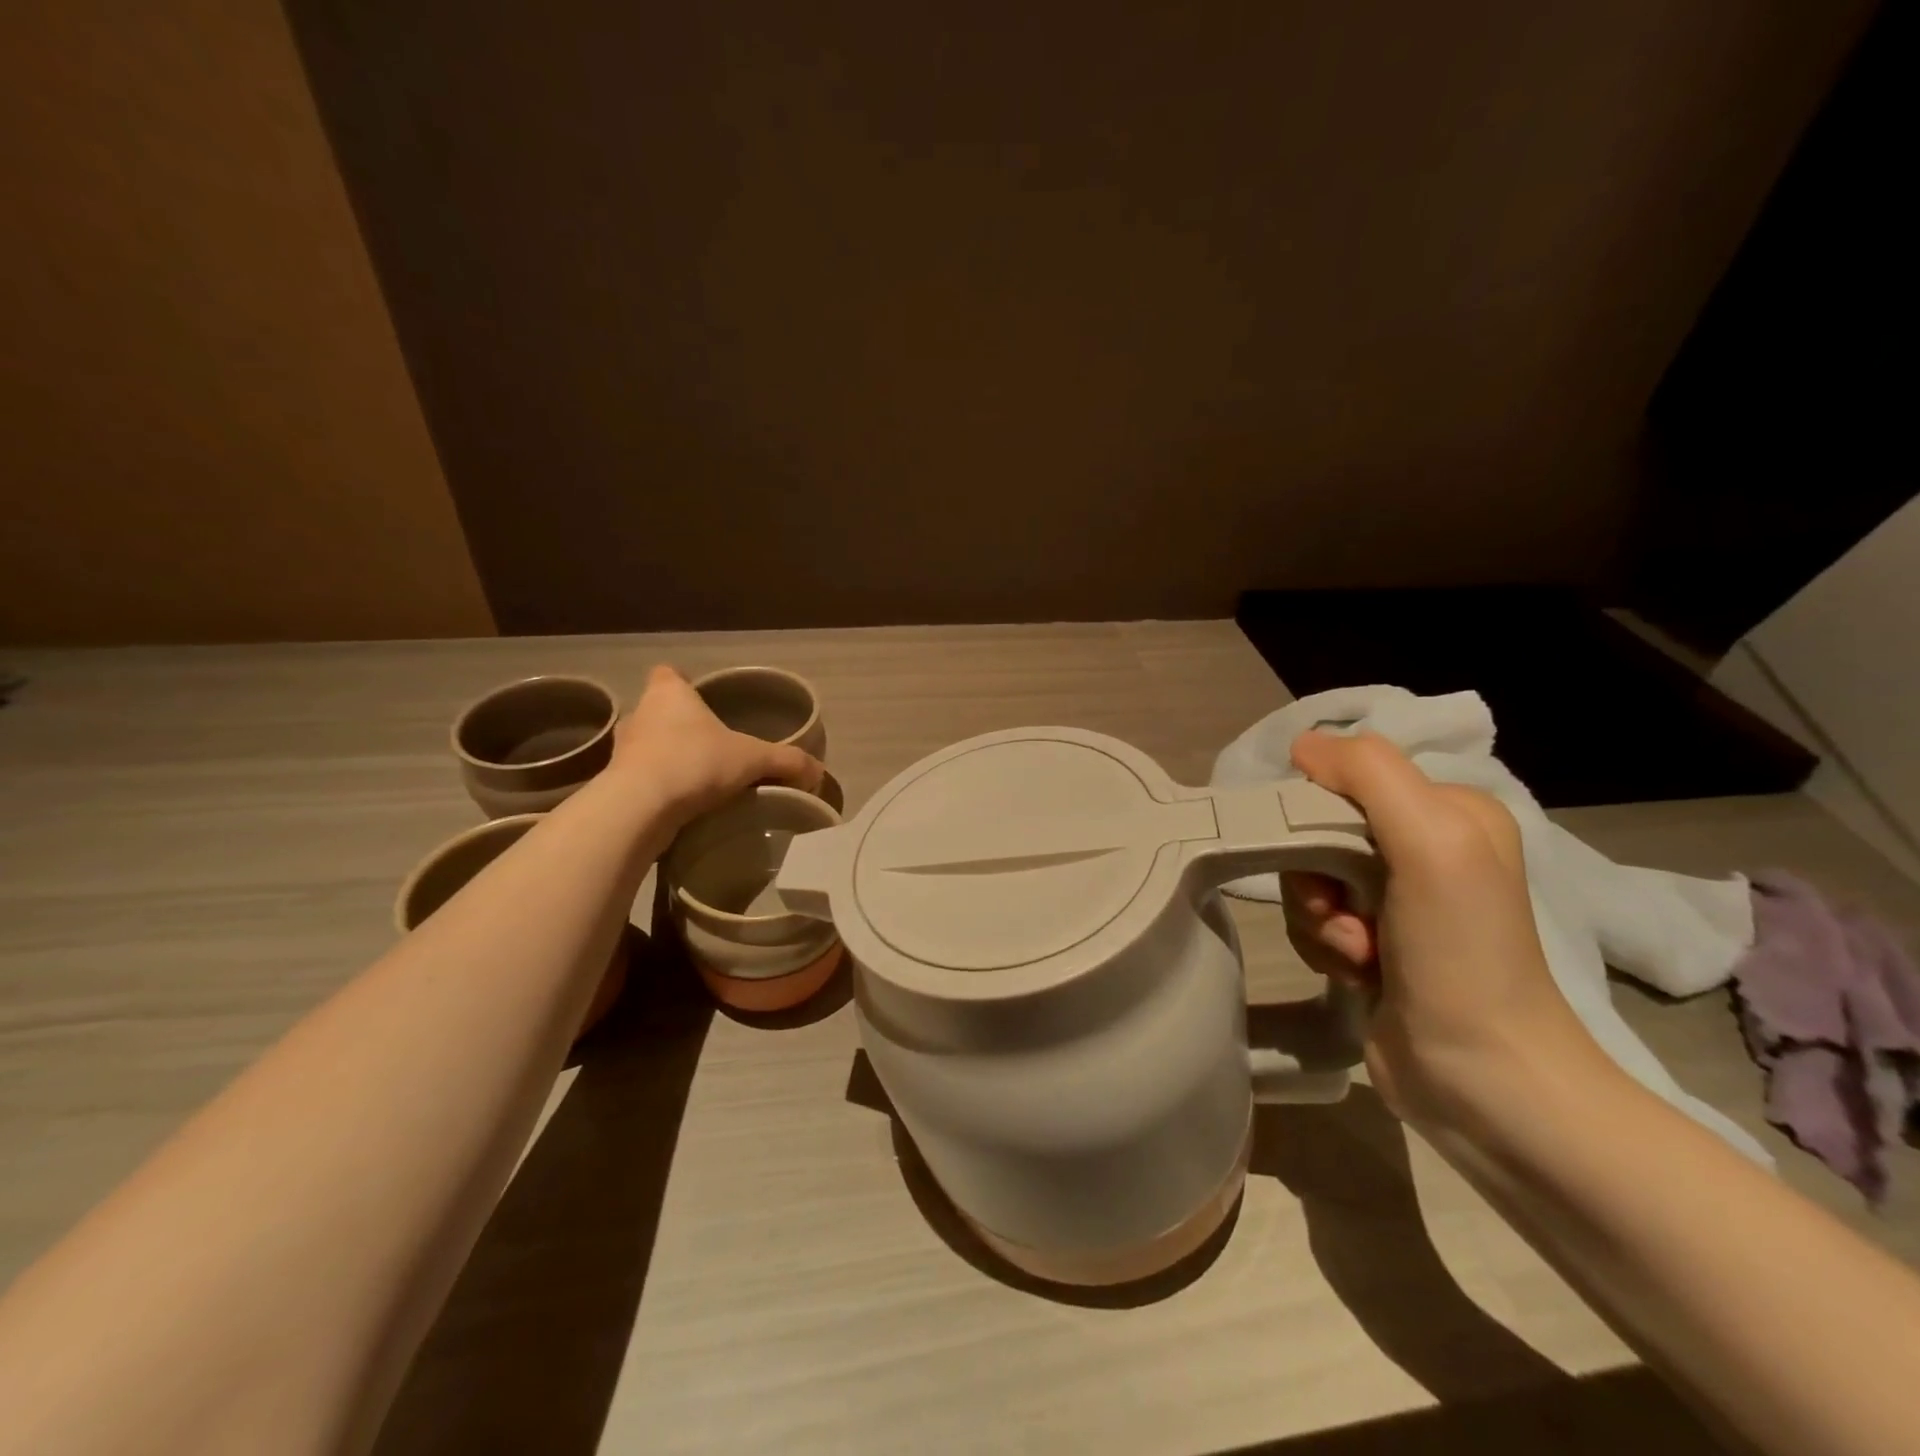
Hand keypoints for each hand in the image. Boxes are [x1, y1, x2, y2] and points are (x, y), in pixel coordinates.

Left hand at [610, 665, 824, 823]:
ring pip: (647, 746)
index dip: (682, 682)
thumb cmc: (695, 763)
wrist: (639, 809)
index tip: (700, 699)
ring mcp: (622, 751)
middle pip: (658, 711)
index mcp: (669, 694)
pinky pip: (640, 780)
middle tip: (709, 745)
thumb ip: (787, 761)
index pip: (668, 674)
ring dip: (666, 758)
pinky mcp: (614, 785)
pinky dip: (656, 788)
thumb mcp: (753, 759)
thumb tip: (818, 771)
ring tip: (696, 779)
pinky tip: (679, 805)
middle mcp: (640, 715)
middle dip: (679, 725)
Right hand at [1281, 731, 1606, 1129]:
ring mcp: (1396, 900)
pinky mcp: (1372, 943)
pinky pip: (1313, 920)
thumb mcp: (1431, 842)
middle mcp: (1424, 848)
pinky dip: (1323, 945)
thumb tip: (1304, 745)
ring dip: (1320, 918)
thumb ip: (1369, 775)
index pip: (1346, 779)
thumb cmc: (1461, 953)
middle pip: (1319, 831)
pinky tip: (1359, 973)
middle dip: (1317, 876)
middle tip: (1346, 913)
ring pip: (1308, 878)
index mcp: (1448, 811)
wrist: (1481, 1079)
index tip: (1329, 858)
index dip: (1317, 814)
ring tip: (1361, 954)